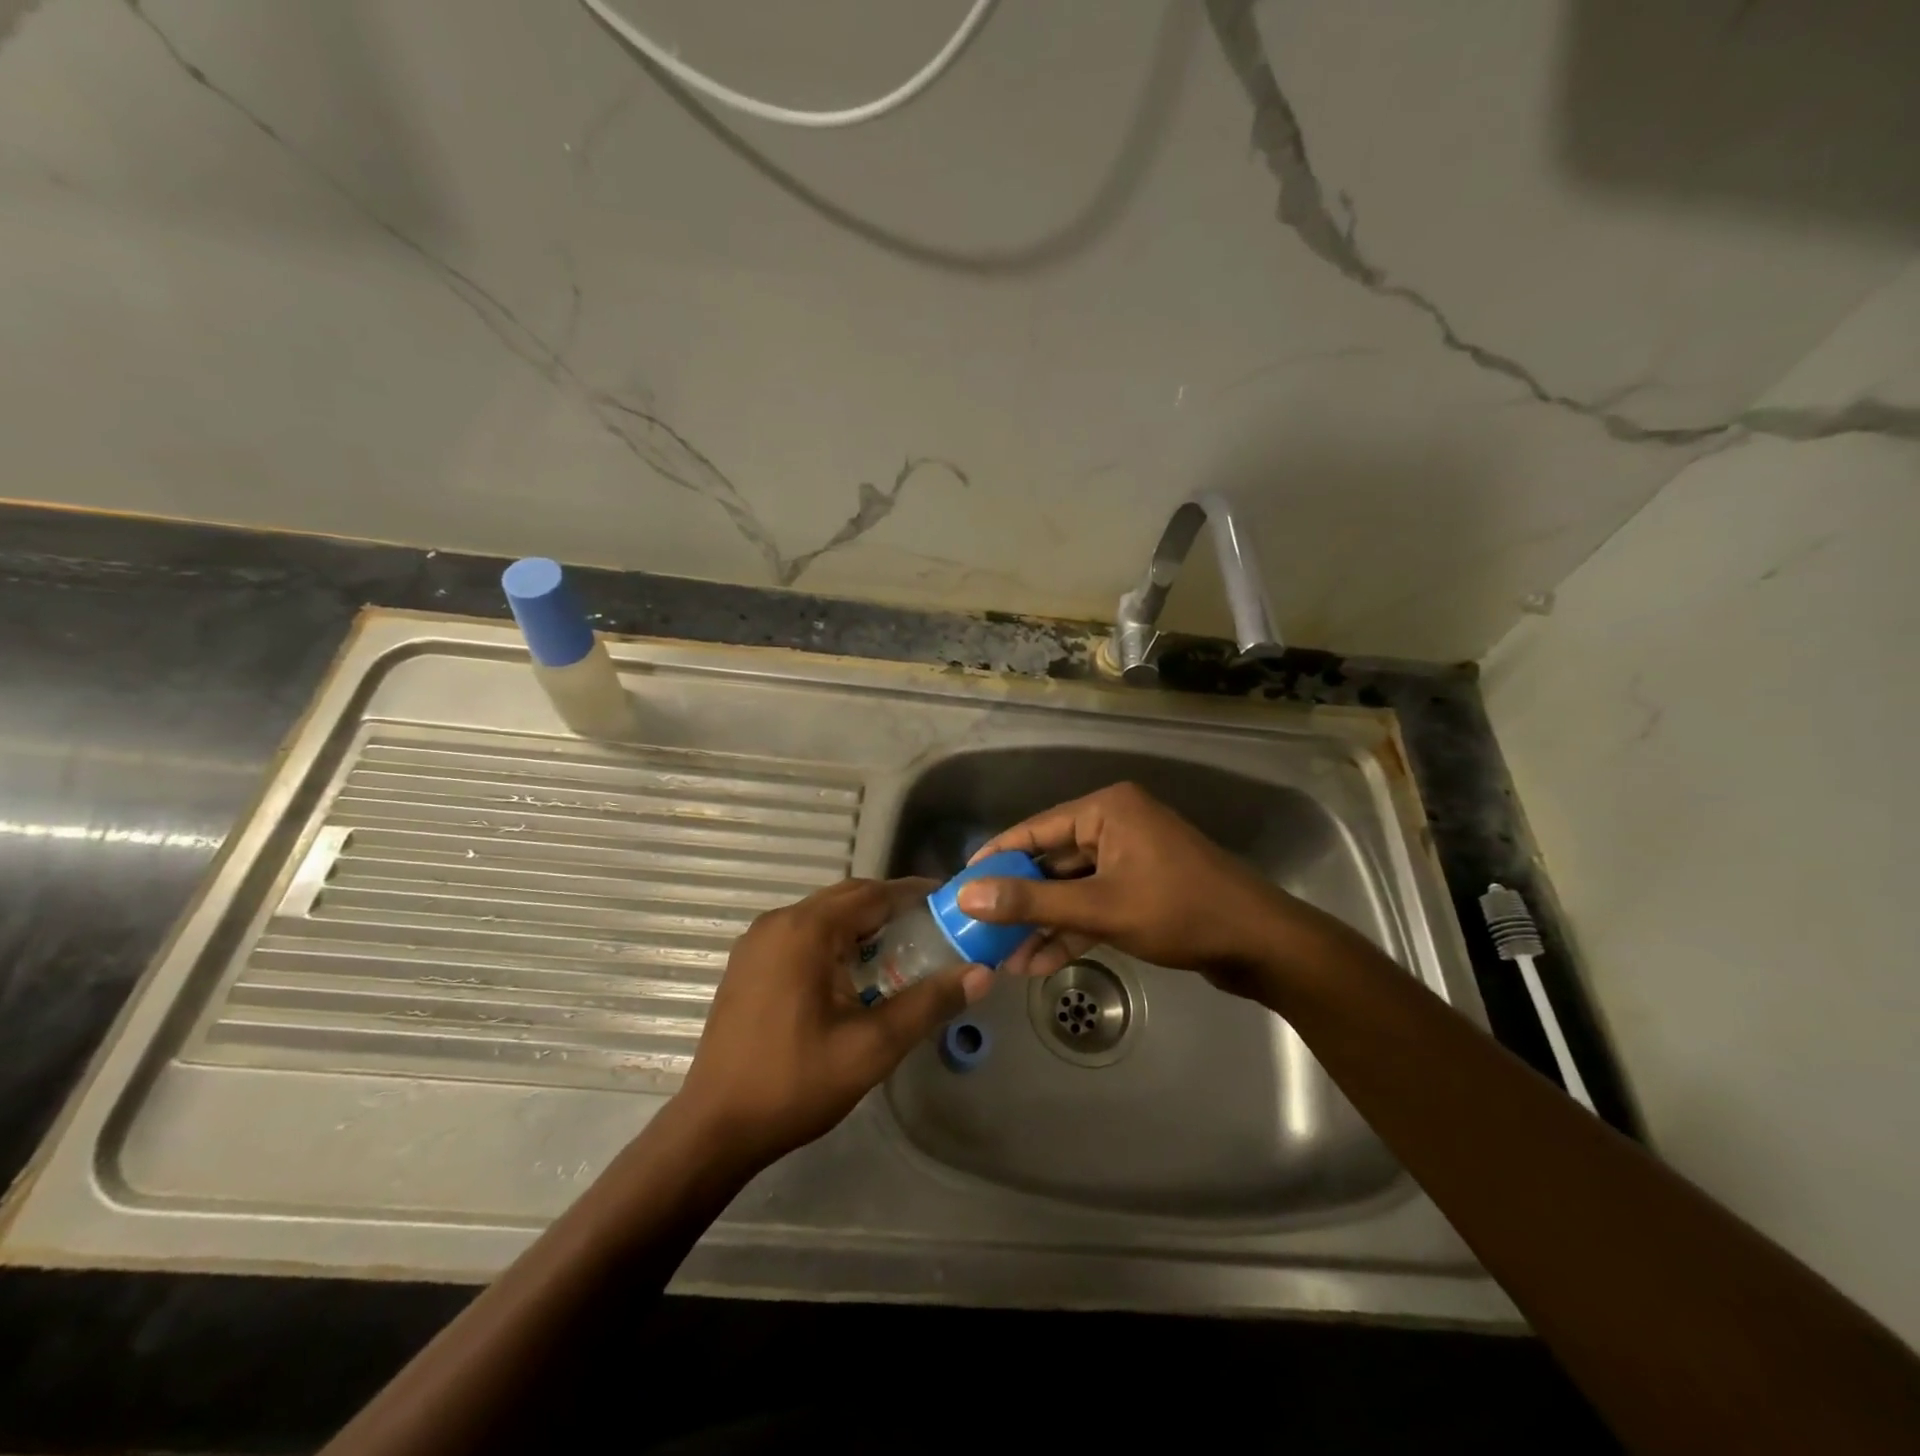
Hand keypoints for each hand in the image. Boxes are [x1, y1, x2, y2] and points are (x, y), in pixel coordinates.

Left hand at [675, 878, 993, 1174]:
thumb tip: (981, 973)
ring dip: (861, 924)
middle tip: (932, 928)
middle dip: (890, 907)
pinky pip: (801, 933)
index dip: (914, 894)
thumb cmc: (796, 1083)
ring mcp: (757, 941)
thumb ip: (929, 1004)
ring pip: (823, 914)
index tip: (950, 902)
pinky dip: (834, 939)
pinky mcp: (748, 963)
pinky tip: (853, 973)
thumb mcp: (873, 1047)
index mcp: (806, 930)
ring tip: (901, 949)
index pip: (873, 893)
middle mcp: (778, 922)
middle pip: (847, 897)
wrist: (715, 1128)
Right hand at [955, 782, 1300, 997]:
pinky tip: (1040, 962)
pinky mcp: (1141, 888)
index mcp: (1106, 810)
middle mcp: (1115, 825)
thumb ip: (1032, 901)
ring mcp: (1130, 858)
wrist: (1261, 945)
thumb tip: (968, 894)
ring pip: (1071, 888)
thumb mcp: (1099, 907)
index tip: (960, 884)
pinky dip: (1071, 930)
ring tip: (1005, 959)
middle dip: (1019, 901)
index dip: (995, 858)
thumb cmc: (1179, 911)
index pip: (1034, 829)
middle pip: (1051, 861)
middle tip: (979, 930)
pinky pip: (1094, 904)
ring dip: (1043, 922)